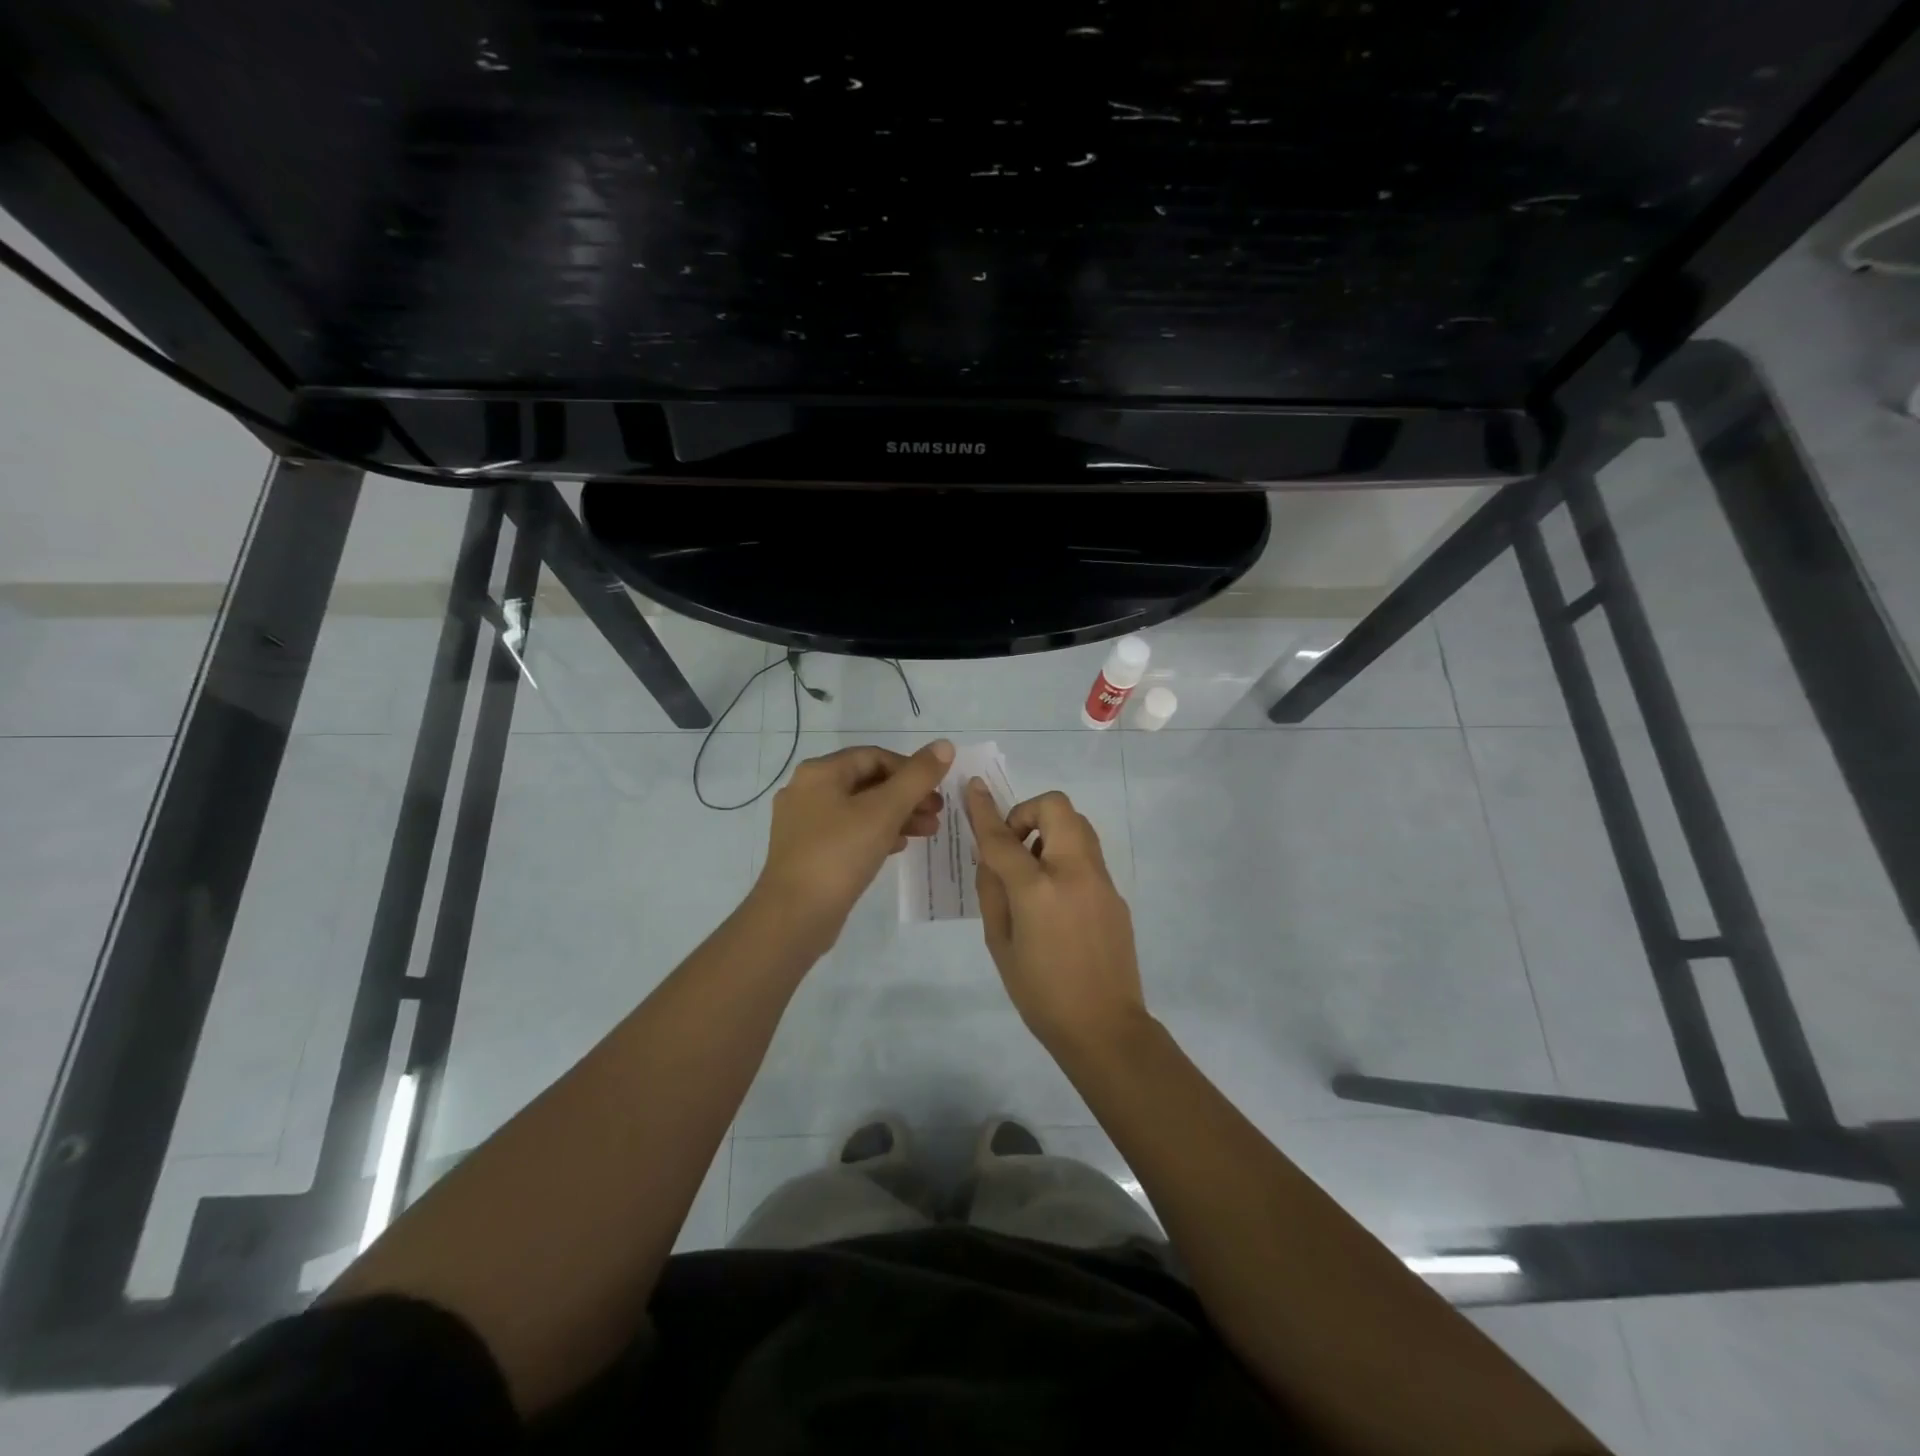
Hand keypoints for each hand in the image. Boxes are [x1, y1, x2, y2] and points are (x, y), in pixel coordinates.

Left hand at [755, 741, 953, 951]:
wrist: (794, 916)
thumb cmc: (839, 854)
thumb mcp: (885, 811)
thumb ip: (917, 777)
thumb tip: (945, 745)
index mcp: (820, 773)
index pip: (874, 756)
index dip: (910, 769)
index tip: (936, 790)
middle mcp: (807, 791)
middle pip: (867, 782)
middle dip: (906, 795)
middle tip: (937, 813)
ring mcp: (804, 823)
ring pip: (859, 809)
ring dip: (897, 816)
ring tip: (928, 832)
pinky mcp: (808, 852)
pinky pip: (848, 832)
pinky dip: (876, 834)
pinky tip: (900, 847)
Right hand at [965, 781, 1146, 1053]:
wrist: (1104, 1027)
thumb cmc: (1040, 993)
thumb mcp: (999, 943)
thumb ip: (993, 891)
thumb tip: (992, 858)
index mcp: (1037, 890)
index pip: (1003, 838)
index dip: (983, 810)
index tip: (974, 786)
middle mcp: (1074, 873)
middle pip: (1056, 807)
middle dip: (1028, 811)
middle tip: (1013, 843)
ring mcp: (1100, 880)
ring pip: (1077, 825)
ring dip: (1049, 830)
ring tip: (1032, 869)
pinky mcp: (1115, 893)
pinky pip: (1087, 854)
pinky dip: (1065, 855)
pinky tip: (1055, 896)